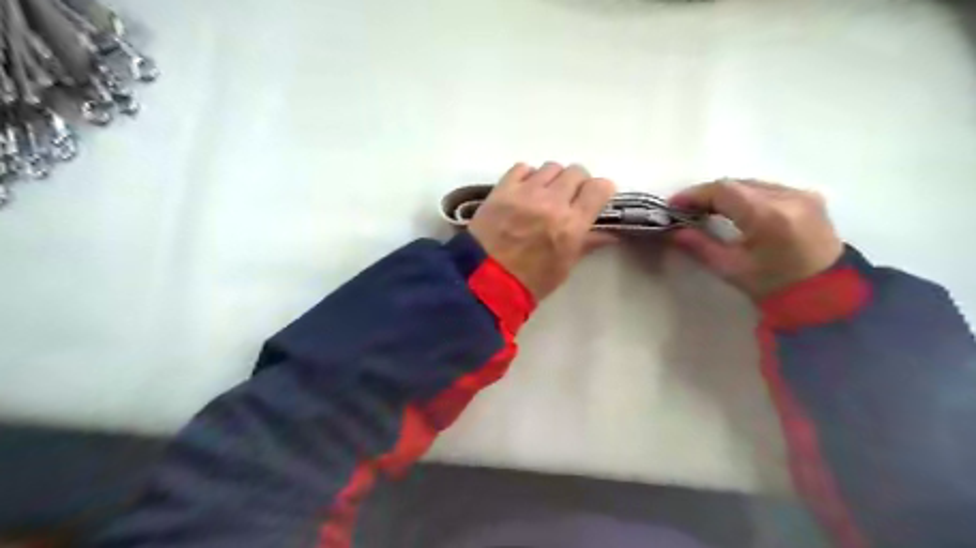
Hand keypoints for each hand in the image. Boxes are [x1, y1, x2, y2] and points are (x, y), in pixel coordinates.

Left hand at [466, 161, 615, 301]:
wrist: (484, 281)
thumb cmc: (530, 281)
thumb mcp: (564, 267)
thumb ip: (586, 243)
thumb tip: (609, 233)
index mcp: (572, 224)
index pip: (599, 188)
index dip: (601, 191)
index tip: (596, 199)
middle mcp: (552, 202)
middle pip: (576, 172)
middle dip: (577, 184)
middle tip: (569, 198)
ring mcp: (525, 192)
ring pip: (550, 167)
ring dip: (552, 180)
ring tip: (543, 196)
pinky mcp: (502, 189)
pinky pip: (522, 168)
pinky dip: (527, 176)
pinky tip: (524, 192)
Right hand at [668, 179, 841, 299]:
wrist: (828, 295)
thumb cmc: (774, 286)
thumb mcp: (731, 268)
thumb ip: (700, 246)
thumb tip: (675, 231)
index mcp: (768, 215)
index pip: (723, 190)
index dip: (694, 194)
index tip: (673, 205)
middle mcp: (788, 197)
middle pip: (737, 184)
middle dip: (708, 194)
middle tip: (686, 209)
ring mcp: (802, 194)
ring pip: (752, 184)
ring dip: (726, 194)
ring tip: (707, 210)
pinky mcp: (809, 197)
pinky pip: (768, 188)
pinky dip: (746, 196)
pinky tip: (735, 210)